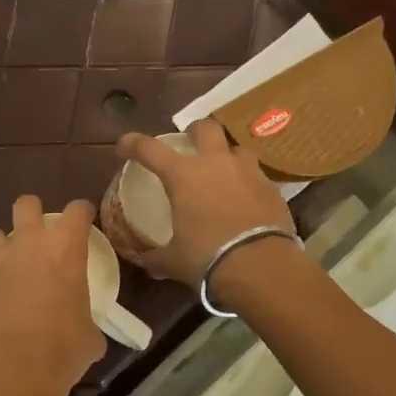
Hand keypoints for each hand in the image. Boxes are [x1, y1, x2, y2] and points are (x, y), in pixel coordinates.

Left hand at [0, 196, 105, 395]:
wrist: (15, 368)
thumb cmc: (64, 348)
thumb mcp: (90, 335)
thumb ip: (88, 321)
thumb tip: (86, 331)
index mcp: (66, 249)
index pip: (77, 209)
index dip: (82, 212)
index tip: (84, 221)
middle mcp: (30, 244)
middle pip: (26, 204)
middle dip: (32, 211)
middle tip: (40, 234)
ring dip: (4, 244)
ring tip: (12, 264)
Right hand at [115, 120, 293, 286]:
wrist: (262, 267)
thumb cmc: (208, 258)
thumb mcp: (174, 261)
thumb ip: (156, 257)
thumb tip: (143, 262)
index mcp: (183, 175)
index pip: (149, 149)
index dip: (132, 143)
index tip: (124, 146)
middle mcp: (215, 163)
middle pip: (205, 128)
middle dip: (194, 132)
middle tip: (189, 144)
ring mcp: (247, 172)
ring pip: (236, 148)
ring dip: (226, 156)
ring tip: (222, 173)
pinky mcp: (271, 187)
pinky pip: (256, 175)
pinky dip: (247, 182)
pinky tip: (245, 200)